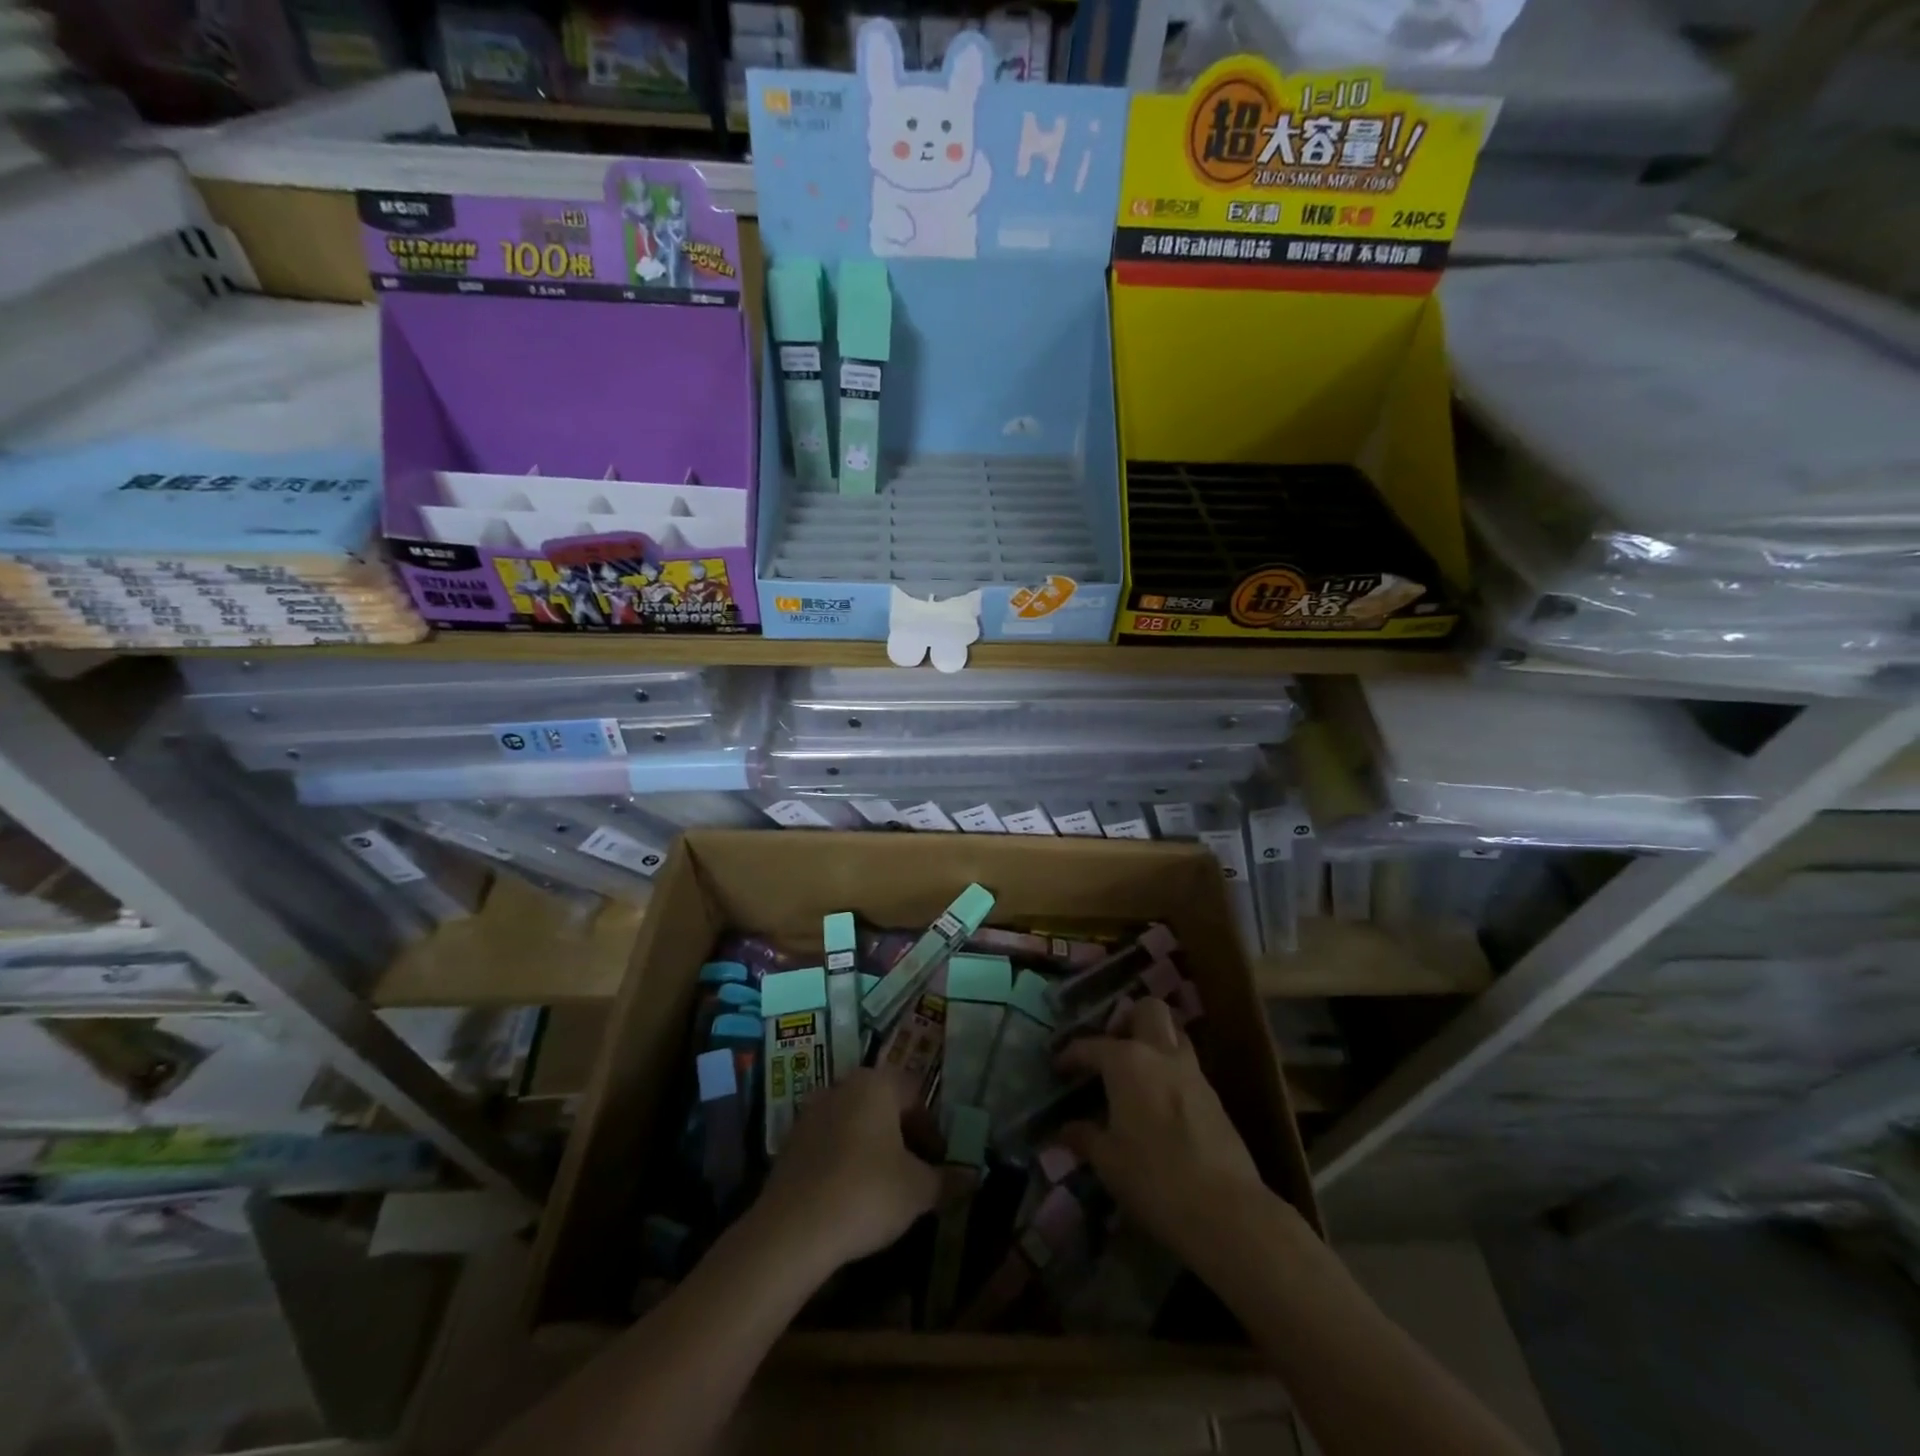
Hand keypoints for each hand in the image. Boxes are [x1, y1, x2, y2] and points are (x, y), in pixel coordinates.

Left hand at [753, 1068, 939, 1275]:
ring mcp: (812, 1111)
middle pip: (882, 1103)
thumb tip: (971, 1176)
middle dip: (901, 1135)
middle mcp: (843, 1086)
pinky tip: (849, 1195)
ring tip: (883, 1186)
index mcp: (876, 1084)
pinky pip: (829, 1142)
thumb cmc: (866, 1194)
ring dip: (871, 1146)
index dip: (931, 1127)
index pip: (915, 1093)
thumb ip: (947, 1179)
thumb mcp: (918, 1191)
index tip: (937, 1161)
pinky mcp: (790, 1141)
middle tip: (914, 1172)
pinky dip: (844, 1159)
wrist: (792, 1229)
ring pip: (854, 1122)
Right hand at [1056, 998, 1274, 1267]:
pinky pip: (1188, 1067)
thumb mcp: (1108, 1162)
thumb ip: (1085, 1137)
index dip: (1071, 1055)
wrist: (1226, 1212)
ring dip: (1155, 1042)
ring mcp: (1193, 1073)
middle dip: (1128, 1020)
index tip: (1059, 1067)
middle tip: (1112, 1048)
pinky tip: (1160, 1103)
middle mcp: (1161, 1055)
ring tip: (1137, 1072)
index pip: (1091, 1046)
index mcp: (1128, 1062)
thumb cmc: (1154, 1179)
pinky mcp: (1215, 1098)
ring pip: (1175, 1034)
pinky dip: (1171, 1072)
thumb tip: (1066, 1130)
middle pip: (1148, 1010)